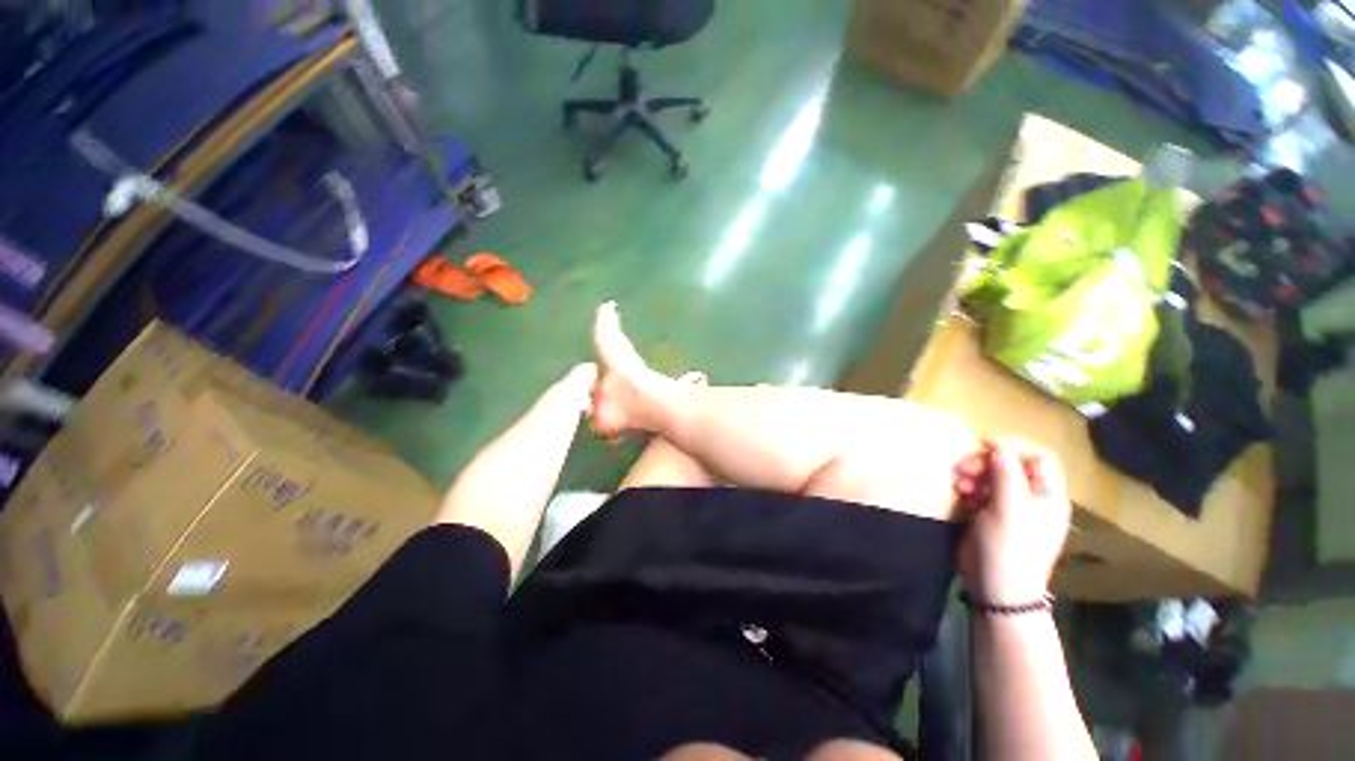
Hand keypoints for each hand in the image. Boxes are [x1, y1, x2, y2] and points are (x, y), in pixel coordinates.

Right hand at [954, 437, 1071, 604]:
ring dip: (972, 473)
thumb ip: (1006, 472)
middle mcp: (1032, 497)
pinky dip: (968, 486)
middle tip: (962, 468)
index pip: (1038, 457)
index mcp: (1048, 495)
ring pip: (992, 476)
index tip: (983, 446)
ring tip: (957, 483)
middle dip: (985, 462)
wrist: (997, 587)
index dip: (1013, 447)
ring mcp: (1010, 507)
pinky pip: (980, 490)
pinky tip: (958, 493)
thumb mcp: (1009, 507)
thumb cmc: (1009, 546)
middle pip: (1010, 464)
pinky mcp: (990, 514)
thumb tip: (997, 444)